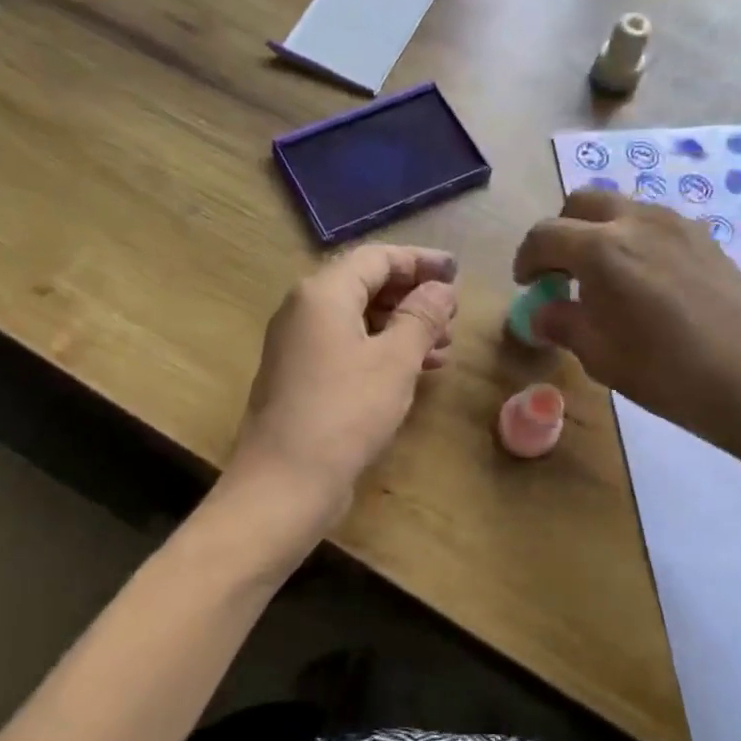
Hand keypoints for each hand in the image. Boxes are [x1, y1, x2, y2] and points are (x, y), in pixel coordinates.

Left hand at [228, 244, 457, 526]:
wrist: (284, 482)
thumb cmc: (345, 412)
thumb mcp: (395, 360)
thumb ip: (421, 317)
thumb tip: (442, 289)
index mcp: (322, 293)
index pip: (376, 258)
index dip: (420, 261)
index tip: (456, 272)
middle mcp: (304, 309)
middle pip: (365, 285)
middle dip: (413, 297)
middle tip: (453, 315)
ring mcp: (299, 344)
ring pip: (359, 319)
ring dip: (402, 327)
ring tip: (445, 347)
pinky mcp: (302, 376)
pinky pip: (348, 347)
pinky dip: (382, 350)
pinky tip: (416, 370)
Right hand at [513, 189, 740, 486]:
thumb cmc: (667, 373)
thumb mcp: (600, 356)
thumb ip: (563, 323)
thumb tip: (542, 312)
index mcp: (601, 250)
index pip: (545, 235)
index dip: (527, 258)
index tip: (528, 284)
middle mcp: (636, 221)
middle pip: (582, 204)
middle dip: (561, 232)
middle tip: (560, 272)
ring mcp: (676, 224)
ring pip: (621, 208)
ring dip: (598, 232)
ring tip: (602, 278)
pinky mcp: (704, 237)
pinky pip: (653, 223)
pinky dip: (632, 239)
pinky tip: (643, 281)